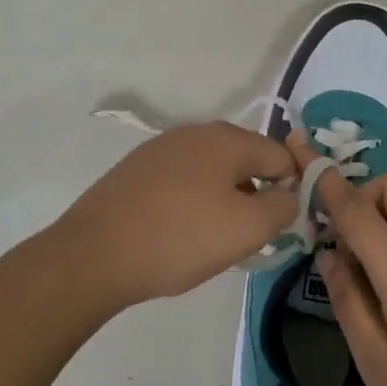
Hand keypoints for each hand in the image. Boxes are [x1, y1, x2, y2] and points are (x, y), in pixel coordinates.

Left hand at [50, 121, 296, 312]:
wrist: (94, 253)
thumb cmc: (180, 237)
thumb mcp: (247, 229)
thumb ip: (282, 207)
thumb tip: (289, 194)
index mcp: (227, 138)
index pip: (280, 155)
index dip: (291, 188)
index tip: (282, 226)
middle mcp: (196, 132)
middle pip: (245, 160)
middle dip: (254, 195)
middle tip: (247, 237)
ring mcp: (162, 147)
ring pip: (212, 171)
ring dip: (223, 199)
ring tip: (211, 240)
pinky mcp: (137, 168)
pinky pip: (182, 180)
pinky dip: (191, 202)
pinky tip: (178, 233)